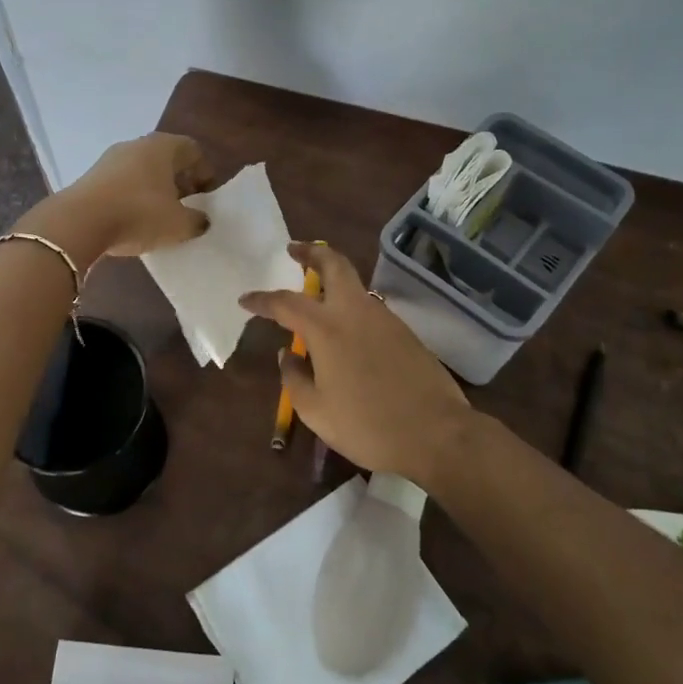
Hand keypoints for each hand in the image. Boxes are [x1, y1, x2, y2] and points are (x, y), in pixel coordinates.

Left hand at [20, 133, 213, 265]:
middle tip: (185, 206)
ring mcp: (110, 158)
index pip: (193, 150)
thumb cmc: (139, 215)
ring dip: (154, 189)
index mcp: (162, 146)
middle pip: (166, 158)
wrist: (79, 222)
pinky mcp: (91, 176)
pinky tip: (133, 219)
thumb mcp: (179, 225)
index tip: (205, 197)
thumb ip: (197, 221)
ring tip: (159, 216)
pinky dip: (132, 196)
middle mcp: (136, 145)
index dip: (204, 172)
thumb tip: (200, 219)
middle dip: (179, 181)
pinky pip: (122, 182)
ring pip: (142, 170)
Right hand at [241, 242, 474, 486]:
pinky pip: (369, 308)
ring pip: (355, 284)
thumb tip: (288, 354)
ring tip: (317, 294)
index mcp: (326, 328)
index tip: (245, 300)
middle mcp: (355, 312)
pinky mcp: (404, 332)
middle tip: (294, 249)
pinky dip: (351, 305)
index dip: (262, 300)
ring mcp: (384, 318)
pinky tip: (347, 329)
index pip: (285, 302)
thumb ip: (295, 378)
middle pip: (333, 264)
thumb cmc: (367, 425)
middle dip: (311, 252)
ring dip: (334, 278)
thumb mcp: (317, 411)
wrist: (436, 434)